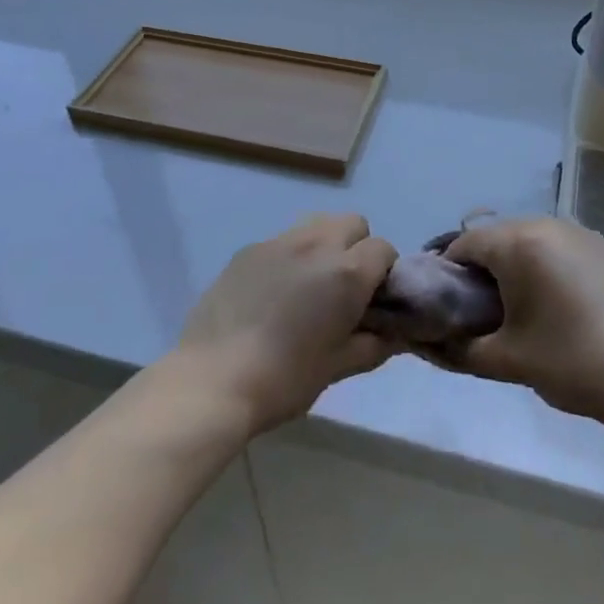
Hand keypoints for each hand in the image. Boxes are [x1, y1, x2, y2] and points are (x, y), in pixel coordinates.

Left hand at [173, 214, 397, 436]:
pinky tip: (272, 294)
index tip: (371, 301)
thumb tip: (392, 335)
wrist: (212, 380)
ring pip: (317, 224)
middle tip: (342, 289)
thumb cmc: (284, 379)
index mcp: (346, 273)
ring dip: (324, 245)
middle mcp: (317, 245)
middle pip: (353, 223)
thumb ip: (372, 345)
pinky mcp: (247, 250)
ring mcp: (278, 242)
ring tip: (308, 285)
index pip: (384, 249)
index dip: (384, 274)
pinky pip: (282, 241)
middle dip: (357, 248)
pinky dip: (289, 257)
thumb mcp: (337, 368)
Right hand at [437, 218, 603, 424]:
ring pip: (528, 241)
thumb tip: (432, 343)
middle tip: (478, 312)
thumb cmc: (571, 361)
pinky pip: (557, 248)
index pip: (464, 244)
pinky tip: (554, 305)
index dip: (447, 273)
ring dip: (514, 267)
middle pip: (497, 238)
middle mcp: (547, 225)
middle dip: (481, 270)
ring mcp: (580, 234)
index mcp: (518, 243)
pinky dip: (544, 267)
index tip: (446, 306)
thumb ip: (460, 348)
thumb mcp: (506, 360)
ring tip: (517, 310)